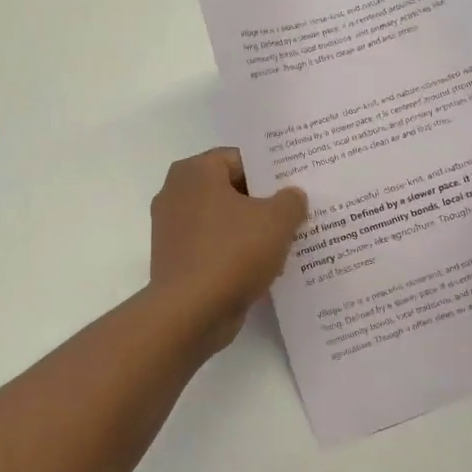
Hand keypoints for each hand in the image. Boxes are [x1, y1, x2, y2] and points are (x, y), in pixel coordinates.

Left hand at [148, 149, 308, 348]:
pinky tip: (265, 267)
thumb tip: (292, 196)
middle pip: (231, 189)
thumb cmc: (232, 253)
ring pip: (223, 220)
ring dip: (251, 230)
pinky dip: (236, 253)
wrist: (190, 313)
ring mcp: (173, 229)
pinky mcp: (177, 260)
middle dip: (263, 202)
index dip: (271, 171)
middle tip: (298, 212)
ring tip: (288, 241)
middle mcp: (176, 193)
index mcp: (195, 172)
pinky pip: (214, 247)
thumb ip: (290, 200)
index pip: (240, 158)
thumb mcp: (276, 220)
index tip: (297, 185)